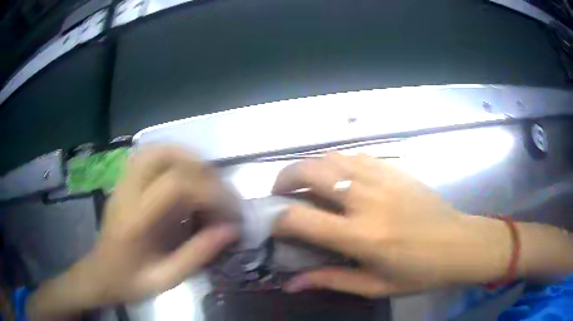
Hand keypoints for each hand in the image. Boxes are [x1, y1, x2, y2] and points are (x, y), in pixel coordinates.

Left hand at [28, 146, 238, 318]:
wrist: (100, 273)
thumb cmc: (130, 281)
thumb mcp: (166, 279)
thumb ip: (198, 254)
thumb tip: (231, 229)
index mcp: (135, 220)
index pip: (175, 186)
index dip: (209, 192)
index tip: (230, 211)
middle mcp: (127, 192)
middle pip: (166, 157)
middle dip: (202, 171)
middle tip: (221, 194)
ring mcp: (123, 182)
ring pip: (156, 149)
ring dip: (187, 158)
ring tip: (206, 180)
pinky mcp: (124, 181)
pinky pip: (149, 155)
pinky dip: (173, 157)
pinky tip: (184, 175)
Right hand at [272, 153, 511, 297]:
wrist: (459, 244)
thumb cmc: (420, 272)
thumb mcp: (374, 285)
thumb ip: (330, 280)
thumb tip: (291, 284)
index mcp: (362, 236)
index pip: (301, 219)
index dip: (278, 219)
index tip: (272, 224)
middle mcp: (367, 200)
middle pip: (310, 172)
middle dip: (284, 178)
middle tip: (280, 193)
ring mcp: (382, 178)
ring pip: (331, 157)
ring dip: (309, 167)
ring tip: (305, 183)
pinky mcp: (395, 170)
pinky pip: (355, 156)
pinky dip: (337, 162)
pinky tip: (339, 178)